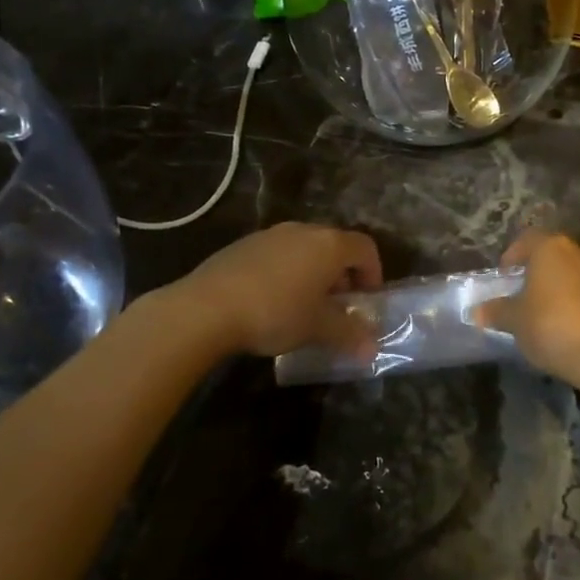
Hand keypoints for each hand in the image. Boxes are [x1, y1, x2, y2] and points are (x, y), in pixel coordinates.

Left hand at [174, 223, 382, 358]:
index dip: (373, 273)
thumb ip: (349, 335)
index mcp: (329, 245)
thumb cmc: (275, 313)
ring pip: (304, 249)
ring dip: (313, 273)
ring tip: (304, 305)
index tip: (366, 300)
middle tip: (337, 306)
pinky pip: (277, 254)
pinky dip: (286, 272)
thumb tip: (372, 349)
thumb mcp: (317, 328)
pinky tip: (271, 301)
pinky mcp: (242, 245)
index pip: (365, 248)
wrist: (206, 308)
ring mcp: (270, 235)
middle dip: (342, 275)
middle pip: (335, 246)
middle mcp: (303, 231)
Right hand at [474, 231, 579, 393]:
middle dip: (536, 274)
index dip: (512, 256)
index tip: (503, 278)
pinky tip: (570, 328)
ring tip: (546, 316)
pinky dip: (579, 304)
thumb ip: (496, 311)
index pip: (527, 240)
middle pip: (553, 256)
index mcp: (552, 248)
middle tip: (522, 297)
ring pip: (574, 275)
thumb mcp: (515, 321)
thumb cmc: (552, 327)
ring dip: (559, 289)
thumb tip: (478, 311)